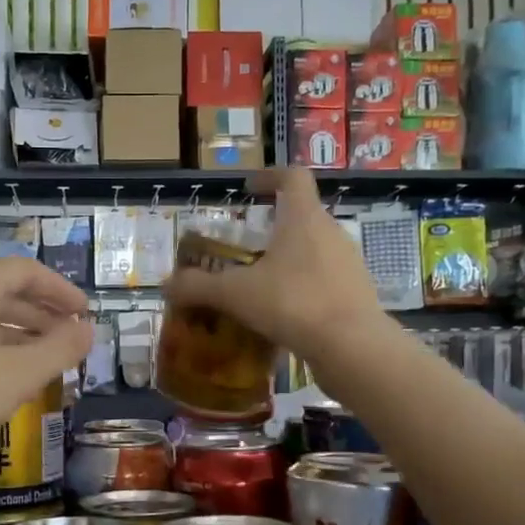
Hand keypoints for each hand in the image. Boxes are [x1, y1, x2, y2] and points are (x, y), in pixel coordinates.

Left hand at [0, 256, 92, 470]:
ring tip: (43, 361)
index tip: (85, 313)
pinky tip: (1, 379)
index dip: (60, 290)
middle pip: (2, 291)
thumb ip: (60, 348)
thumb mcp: (18, 374)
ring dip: (17, 334)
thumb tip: (88, 329)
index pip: (25, 270)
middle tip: (69, 339)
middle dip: (41, 314)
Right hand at [163, 168, 389, 380]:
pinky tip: (283, 314)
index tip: (249, 191)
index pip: (293, 177)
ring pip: (314, 250)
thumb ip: (198, 286)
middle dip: (272, 228)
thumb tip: (167, 285)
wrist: (352, 347)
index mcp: (304, 218)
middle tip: (245, 249)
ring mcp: (349, 263)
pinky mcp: (357, 293)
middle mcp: (331, 232)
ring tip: (260, 285)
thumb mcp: (236, 294)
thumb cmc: (293, 303)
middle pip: (302, 216)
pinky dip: (302, 288)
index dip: (269, 177)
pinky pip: (324, 280)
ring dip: (288, 260)